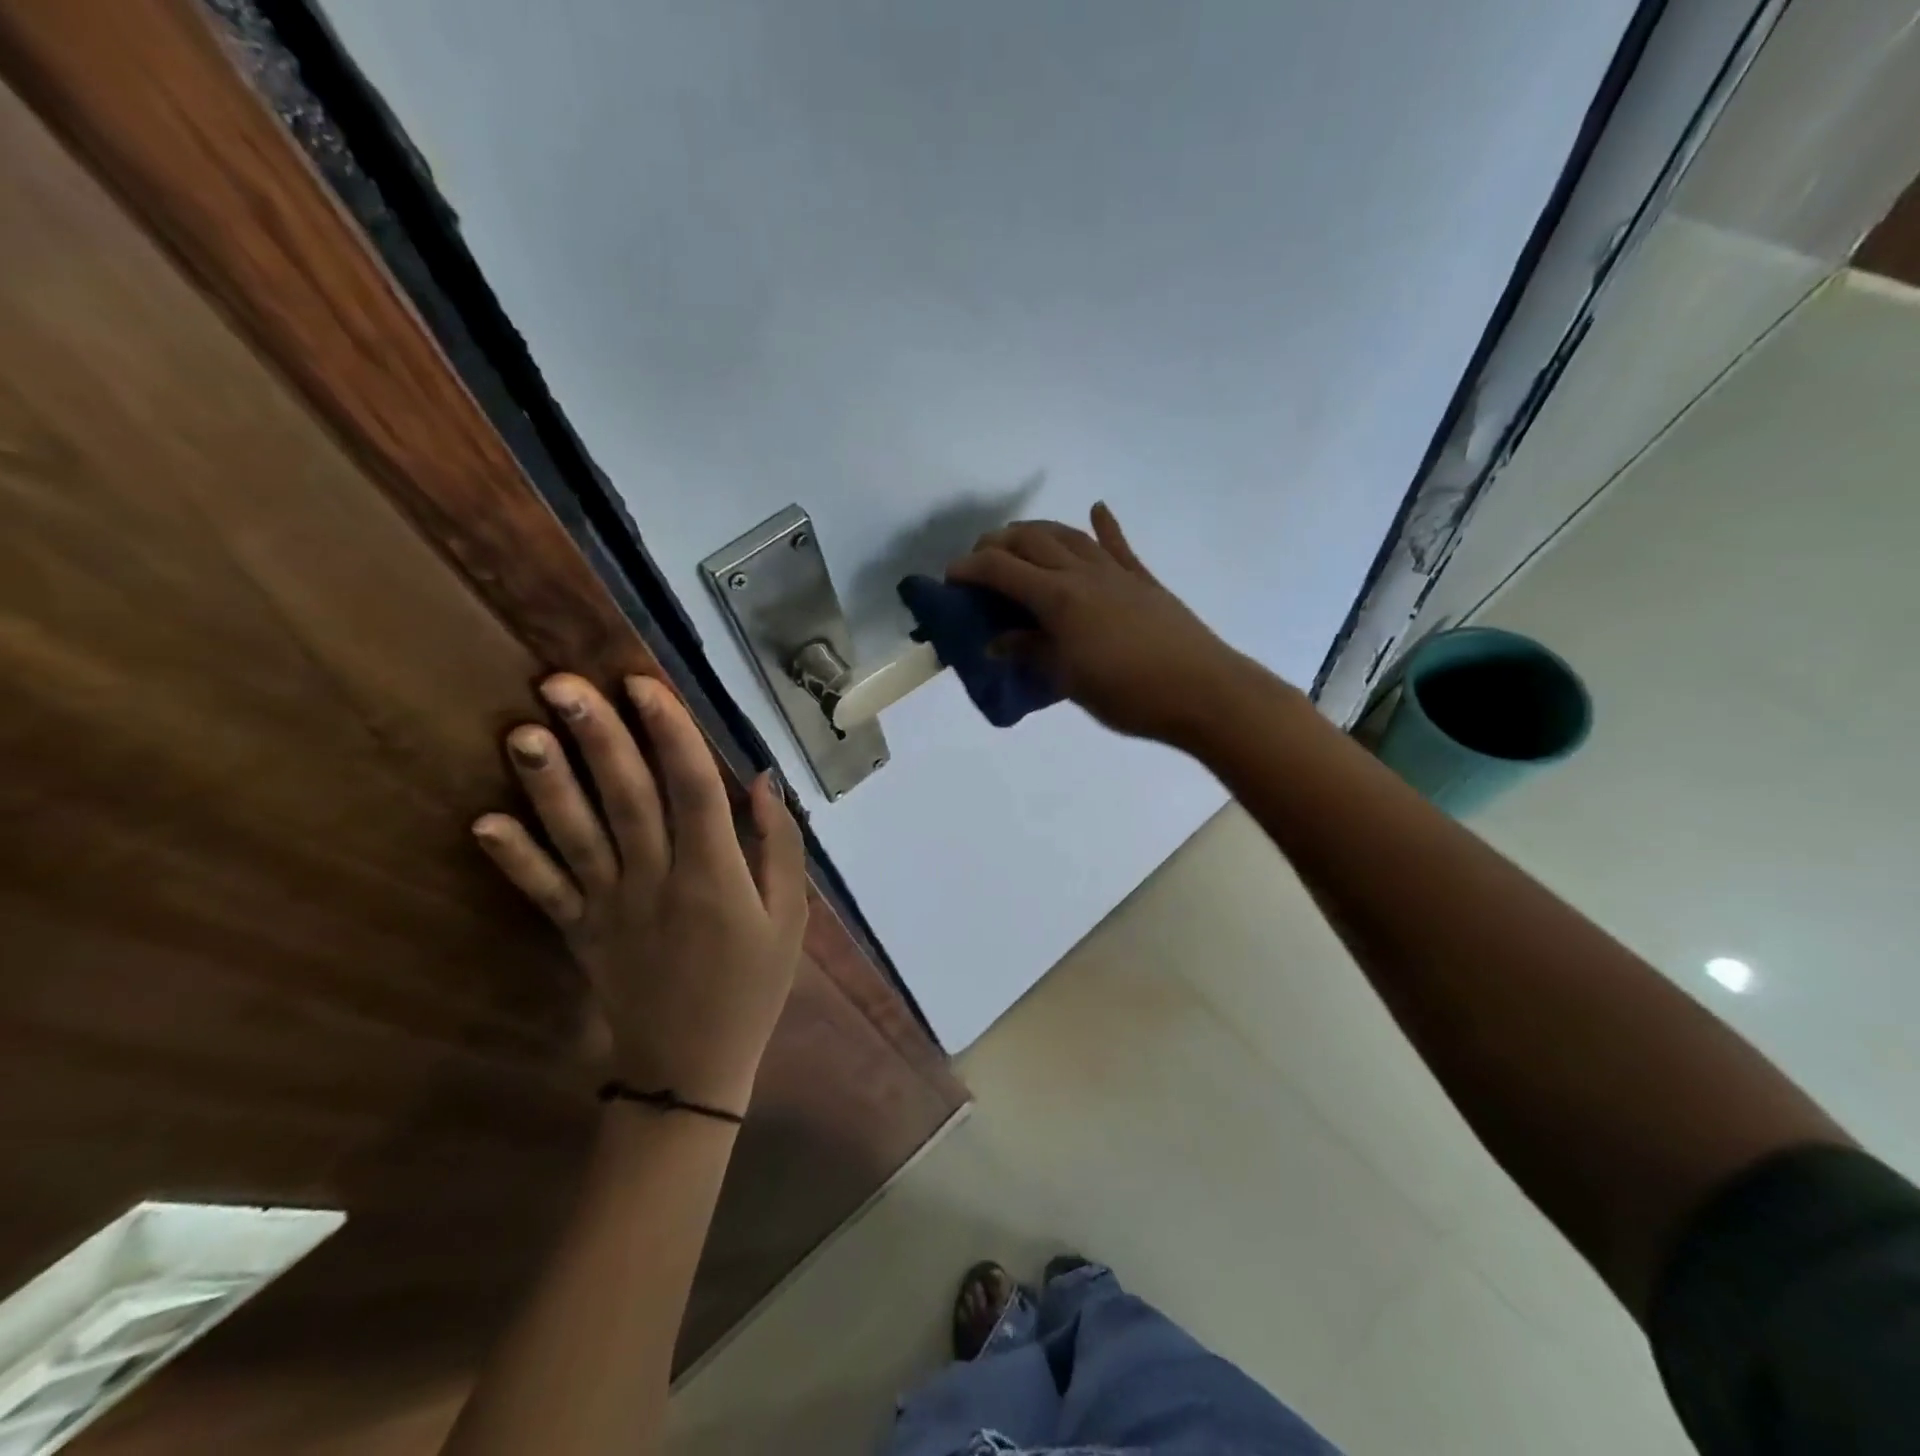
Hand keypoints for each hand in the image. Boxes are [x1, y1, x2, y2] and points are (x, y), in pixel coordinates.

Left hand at [472, 673, 806, 1114]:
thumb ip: (779, 846)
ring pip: (577, 836)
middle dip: (598, 738)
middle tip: (562, 683)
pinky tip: (482, 822)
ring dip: (548, 784)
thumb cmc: (752, 985)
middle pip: (627, 798)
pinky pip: (543, 892)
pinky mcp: (578, 933)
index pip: (692, 789)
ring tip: (522, 732)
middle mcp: (656, 881)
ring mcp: (609, 908)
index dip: (670, 733)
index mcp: (714, 875)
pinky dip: (513, 858)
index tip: (643, 684)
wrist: (691, 1069)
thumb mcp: (790, 916)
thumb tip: (762, 779)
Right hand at [947, 503, 1249, 743]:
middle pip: (1031, 540)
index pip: (1001, 569)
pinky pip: (1118, 545)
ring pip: (1067, 534)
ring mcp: (1115, 572)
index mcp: (1058, 598)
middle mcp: (1082, 573)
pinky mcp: (1142, 579)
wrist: (1202, 691)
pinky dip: (1103, 525)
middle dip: (997, 543)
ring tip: (1018, 540)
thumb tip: (997, 641)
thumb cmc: (1128, 693)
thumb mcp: (1068, 679)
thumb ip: (1030, 652)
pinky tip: (1097, 509)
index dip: (970, 568)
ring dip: (1037, 531)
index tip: (949, 578)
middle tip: (979, 561)